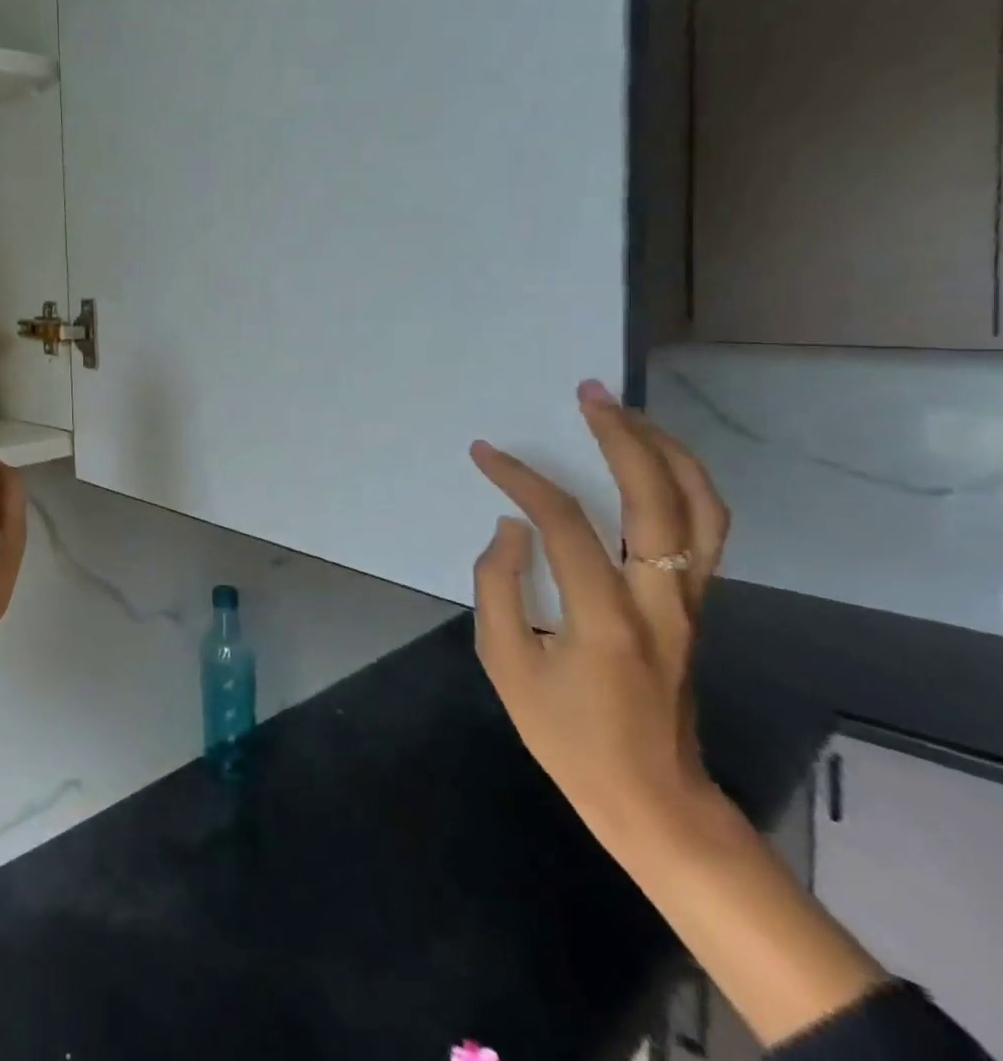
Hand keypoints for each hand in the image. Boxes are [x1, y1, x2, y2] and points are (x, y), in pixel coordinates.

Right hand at [472, 383, 885, 1047]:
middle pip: (659, 500)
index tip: (485, 453)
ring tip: (628, 413)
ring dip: (668, 453)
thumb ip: (498, 585)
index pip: (564, 523)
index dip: (521, 479)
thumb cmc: (566, 734)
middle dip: (625, 437)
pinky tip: (652, 464)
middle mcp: (661, 600)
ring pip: (702, 510)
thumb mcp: (504, 663)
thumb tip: (511, 527)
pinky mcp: (696, 606)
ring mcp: (690, 603)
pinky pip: (703, 532)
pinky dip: (683, 485)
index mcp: (605, 617)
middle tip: (590, 393)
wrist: (651, 796)